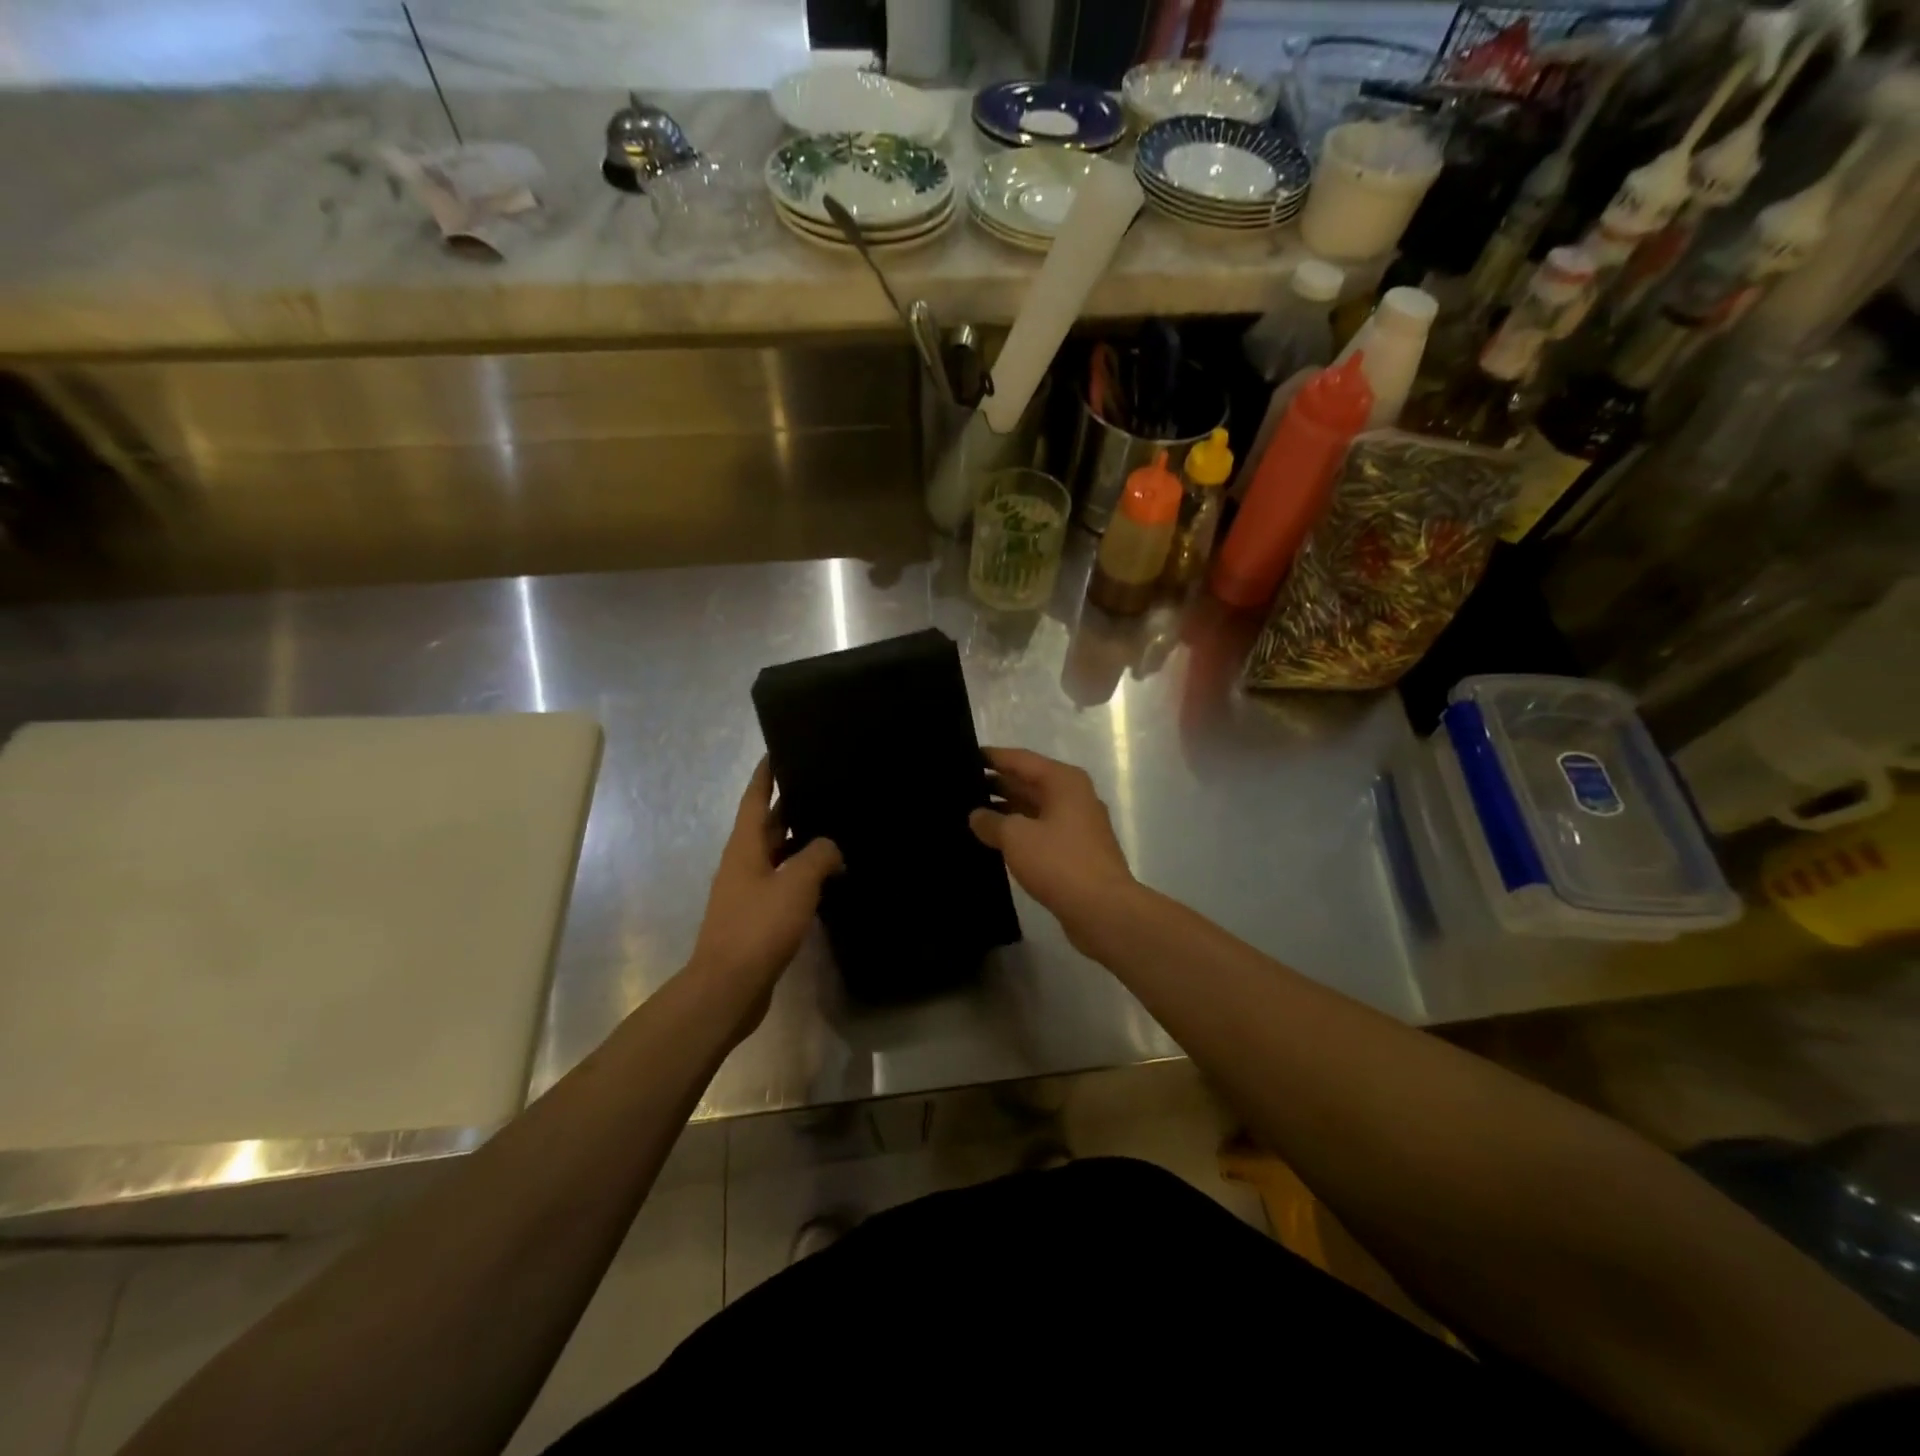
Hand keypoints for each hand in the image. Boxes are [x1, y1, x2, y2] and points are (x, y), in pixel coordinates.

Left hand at [689, 758, 840, 1037]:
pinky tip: (828, 879)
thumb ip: (818, 855)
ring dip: (800, 843)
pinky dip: (802, 876)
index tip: (777, 750)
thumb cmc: (758, 926)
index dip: (765, 774)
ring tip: (835, 830)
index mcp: (744, 847)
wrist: (728, 987)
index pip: (755, 799)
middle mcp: (743, 864)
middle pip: (767, 826)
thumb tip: (832, 847)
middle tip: (823, 788)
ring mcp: (748, 892)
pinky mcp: (757, 918)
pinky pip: (782, 885)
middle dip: (790, 806)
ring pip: (777, 856)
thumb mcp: (796, 883)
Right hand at [969, 747, 1136, 949]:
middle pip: (1029, 782)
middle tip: (959, 787)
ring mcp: (1077, 825)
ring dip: (1006, 810)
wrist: (1103, 909)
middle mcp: (1074, 796)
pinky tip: (994, 840)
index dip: (992, 757)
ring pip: (1034, 809)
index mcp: (1063, 781)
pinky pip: (1040, 832)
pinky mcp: (1076, 852)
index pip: (1021, 759)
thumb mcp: (1016, 837)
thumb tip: (976, 815)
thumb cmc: (1059, 862)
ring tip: (969, 813)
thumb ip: (991, 821)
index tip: (963, 756)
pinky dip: (1018, 832)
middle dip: (997, 784)